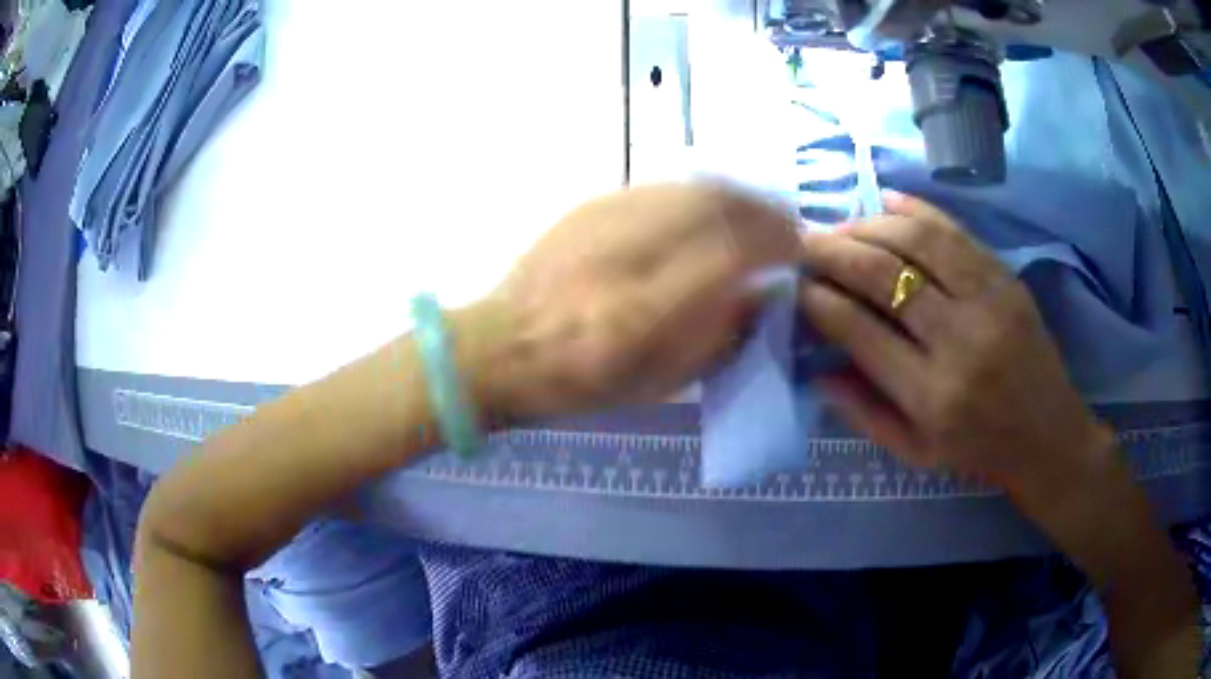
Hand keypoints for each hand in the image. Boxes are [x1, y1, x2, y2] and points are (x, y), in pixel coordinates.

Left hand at [459, 183, 803, 422]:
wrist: (502, 345)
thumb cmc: (582, 380)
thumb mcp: (661, 381)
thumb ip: (722, 336)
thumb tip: (765, 292)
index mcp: (646, 311)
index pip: (734, 251)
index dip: (778, 242)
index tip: (799, 249)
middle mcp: (629, 252)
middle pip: (718, 204)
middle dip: (764, 210)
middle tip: (783, 227)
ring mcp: (605, 220)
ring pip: (693, 187)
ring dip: (737, 197)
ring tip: (754, 217)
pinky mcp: (590, 204)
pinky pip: (663, 187)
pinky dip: (701, 195)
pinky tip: (707, 213)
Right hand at [796, 191, 1112, 497]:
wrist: (1048, 436)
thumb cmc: (978, 451)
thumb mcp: (915, 453)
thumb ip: (863, 412)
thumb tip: (817, 368)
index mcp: (930, 396)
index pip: (858, 330)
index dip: (817, 300)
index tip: (792, 283)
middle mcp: (958, 341)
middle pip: (883, 275)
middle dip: (832, 250)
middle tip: (802, 241)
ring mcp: (988, 302)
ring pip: (917, 240)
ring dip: (868, 224)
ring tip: (842, 226)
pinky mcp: (1007, 279)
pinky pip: (955, 231)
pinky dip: (915, 209)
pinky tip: (886, 201)